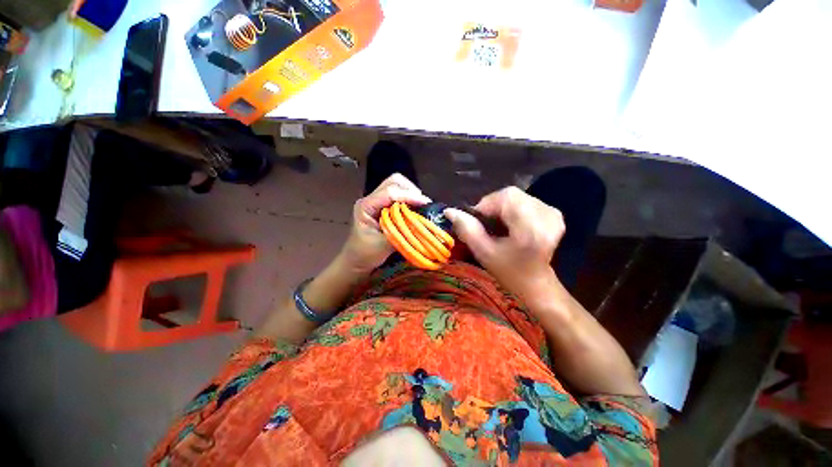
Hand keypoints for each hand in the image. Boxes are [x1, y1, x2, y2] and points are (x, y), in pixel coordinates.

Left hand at [340, 174, 430, 274]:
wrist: (355, 261)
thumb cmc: (365, 254)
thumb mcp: (383, 245)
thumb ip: (400, 232)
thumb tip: (419, 223)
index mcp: (366, 206)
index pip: (390, 192)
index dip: (409, 195)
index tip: (426, 203)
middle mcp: (371, 199)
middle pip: (393, 182)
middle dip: (410, 190)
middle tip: (423, 204)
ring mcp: (376, 202)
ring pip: (397, 186)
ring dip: (410, 194)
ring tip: (421, 207)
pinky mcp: (382, 206)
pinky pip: (398, 196)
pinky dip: (408, 200)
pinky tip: (415, 210)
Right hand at [445, 187, 564, 306]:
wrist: (535, 283)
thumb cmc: (508, 272)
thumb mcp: (483, 252)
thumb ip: (467, 229)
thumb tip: (449, 211)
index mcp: (530, 228)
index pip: (505, 197)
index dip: (486, 205)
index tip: (477, 221)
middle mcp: (547, 216)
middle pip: (511, 194)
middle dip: (493, 206)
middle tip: (487, 225)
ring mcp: (553, 214)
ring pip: (517, 196)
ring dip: (502, 208)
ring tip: (500, 226)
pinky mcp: (554, 214)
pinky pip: (526, 200)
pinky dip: (513, 209)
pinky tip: (512, 224)